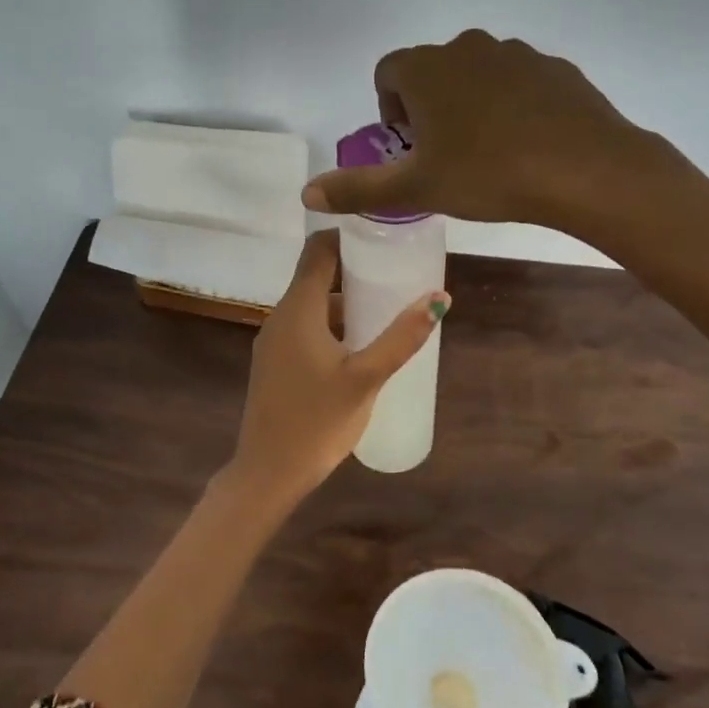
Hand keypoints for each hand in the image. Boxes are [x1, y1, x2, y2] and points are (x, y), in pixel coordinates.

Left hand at [220, 230, 448, 507]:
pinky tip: (360, 345)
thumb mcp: (366, 378)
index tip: (383, 235)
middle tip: (396, 272)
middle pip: (315, 275)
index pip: (317, 250)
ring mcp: (274, 342)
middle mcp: (280, 317)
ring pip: (312, 305)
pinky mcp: (274, 364)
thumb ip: (402, 337)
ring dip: (345, 300)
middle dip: (354, 269)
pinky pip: (305, 328)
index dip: (348, 236)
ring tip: (386, 308)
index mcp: (298, 310)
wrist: (268, 472)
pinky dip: (332, 324)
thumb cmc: (317, 422)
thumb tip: (439, 299)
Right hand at [301, 29, 682, 233]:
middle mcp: (467, 47)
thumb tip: (306, 193)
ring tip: (488, 154)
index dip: (390, 111)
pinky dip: (512, 106)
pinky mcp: (555, 67)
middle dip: (429, 109)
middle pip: (432, 73)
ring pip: (476, 76)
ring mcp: (516, 53)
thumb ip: (359, 188)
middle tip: (446, 156)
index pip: (387, 74)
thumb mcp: (417, 188)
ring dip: (470, 106)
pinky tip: (527, 144)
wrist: (586, 169)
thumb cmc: (488, 174)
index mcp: (427, 69)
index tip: (410, 148)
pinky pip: (518, 83)